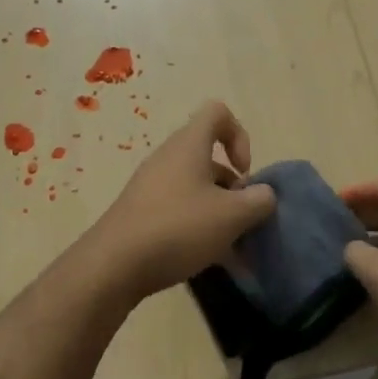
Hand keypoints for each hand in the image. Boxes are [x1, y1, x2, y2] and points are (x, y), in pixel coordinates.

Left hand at [88, 101, 276, 301]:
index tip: (244, 172)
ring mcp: (151, 186)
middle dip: (232, 186)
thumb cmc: (178, 228)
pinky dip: (197, 227)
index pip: (217, 113)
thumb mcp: (231, 216)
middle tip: (240, 216)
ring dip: (217, 210)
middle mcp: (168, 157)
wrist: (113, 265)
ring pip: (195, 187)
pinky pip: (178, 209)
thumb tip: (264, 194)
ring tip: (230, 247)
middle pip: (208, 156)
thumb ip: (258, 201)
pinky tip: (206, 258)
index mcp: (188, 145)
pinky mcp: (141, 213)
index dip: (240, 135)